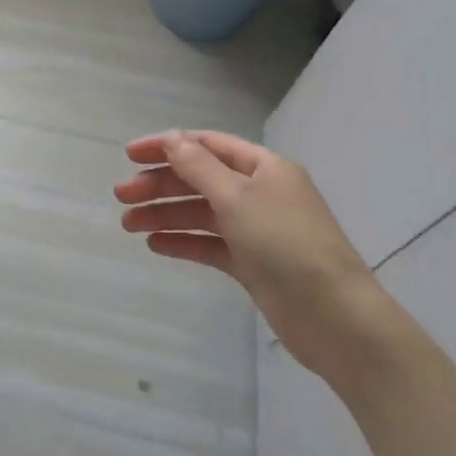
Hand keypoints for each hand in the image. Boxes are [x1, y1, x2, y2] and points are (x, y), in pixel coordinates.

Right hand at [115, 130, 393, 382]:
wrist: (334, 317)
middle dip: (159, 185)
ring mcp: (256, 229)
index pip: (206, 145)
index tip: (129, 155)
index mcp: (263, 167)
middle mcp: (259, 193)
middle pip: (199, 179)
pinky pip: (210, 244)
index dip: (167, 146)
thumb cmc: (286, 243)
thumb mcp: (237, 197)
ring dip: (164, 215)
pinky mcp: (252, 263)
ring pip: (200, 214)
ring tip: (128, 225)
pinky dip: (183, 242)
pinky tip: (156, 245)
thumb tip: (172, 138)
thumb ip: (199, 167)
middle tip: (121, 196)